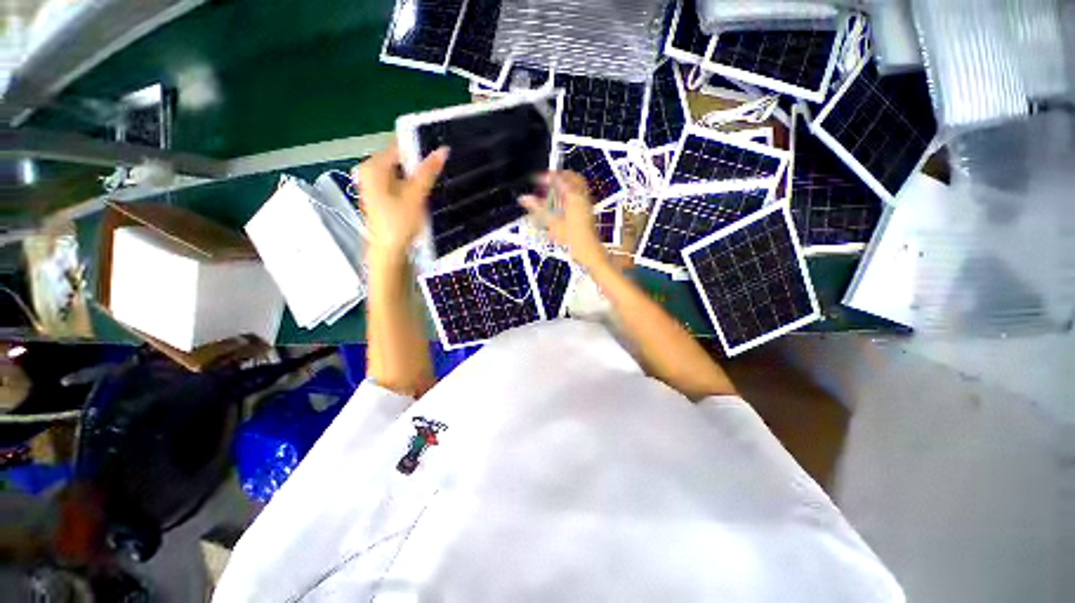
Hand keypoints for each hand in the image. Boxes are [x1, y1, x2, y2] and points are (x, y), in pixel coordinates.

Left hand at [353, 143, 448, 258]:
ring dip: (418, 176)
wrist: (389, 251)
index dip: (421, 148)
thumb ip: (428, 172)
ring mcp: (374, 184)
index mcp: (373, 166)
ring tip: (435, 181)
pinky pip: (400, 183)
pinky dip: (412, 186)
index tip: (441, 152)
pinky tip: (423, 193)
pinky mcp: (381, 196)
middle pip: (401, 160)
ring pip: (402, 172)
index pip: (400, 146)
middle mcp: (370, 171)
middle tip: (441, 168)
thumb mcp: (415, 196)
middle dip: (420, 164)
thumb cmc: (398, 224)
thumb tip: (442, 150)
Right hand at [519, 171, 609, 270]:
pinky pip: (579, 195)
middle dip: (557, 177)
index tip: (537, 179)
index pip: (559, 178)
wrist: (588, 250)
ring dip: (564, 186)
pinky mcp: (587, 211)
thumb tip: (524, 198)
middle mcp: (582, 196)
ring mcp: (586, 203)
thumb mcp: (551, 222)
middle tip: (546, 181)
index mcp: (573, 195)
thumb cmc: (572, 237)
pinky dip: (569, 195)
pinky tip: (560, 204)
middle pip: (571, 177)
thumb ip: (537, 208)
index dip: (546, 176)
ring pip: (576, 186)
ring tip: (552, 192)